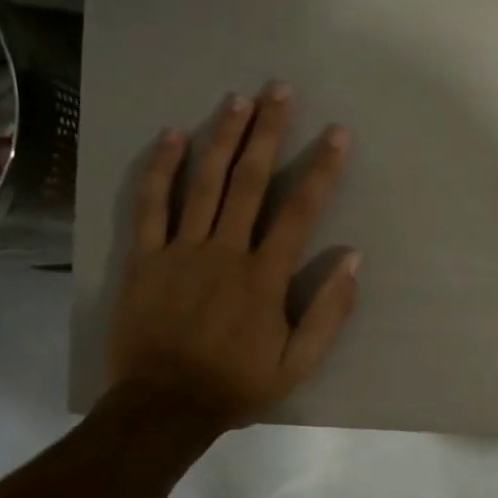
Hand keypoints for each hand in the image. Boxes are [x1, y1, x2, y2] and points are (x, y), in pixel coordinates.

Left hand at [106, 84, 358, 428]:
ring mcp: (180, 250)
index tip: (337, 134)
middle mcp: (224, 251)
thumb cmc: (235, 384)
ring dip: (222, 137)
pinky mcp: (145, 258)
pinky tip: (173, 136)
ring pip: (203, 182)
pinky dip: (161, 169)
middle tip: (280, 90)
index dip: (321, 169)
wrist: (163, 406)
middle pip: (249, 181)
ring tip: (238, 99)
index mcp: (264, 276)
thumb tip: (353, 259)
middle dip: (268, 133)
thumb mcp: (297, 364)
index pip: (299, 210)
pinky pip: (151, 205)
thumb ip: (328, 313)